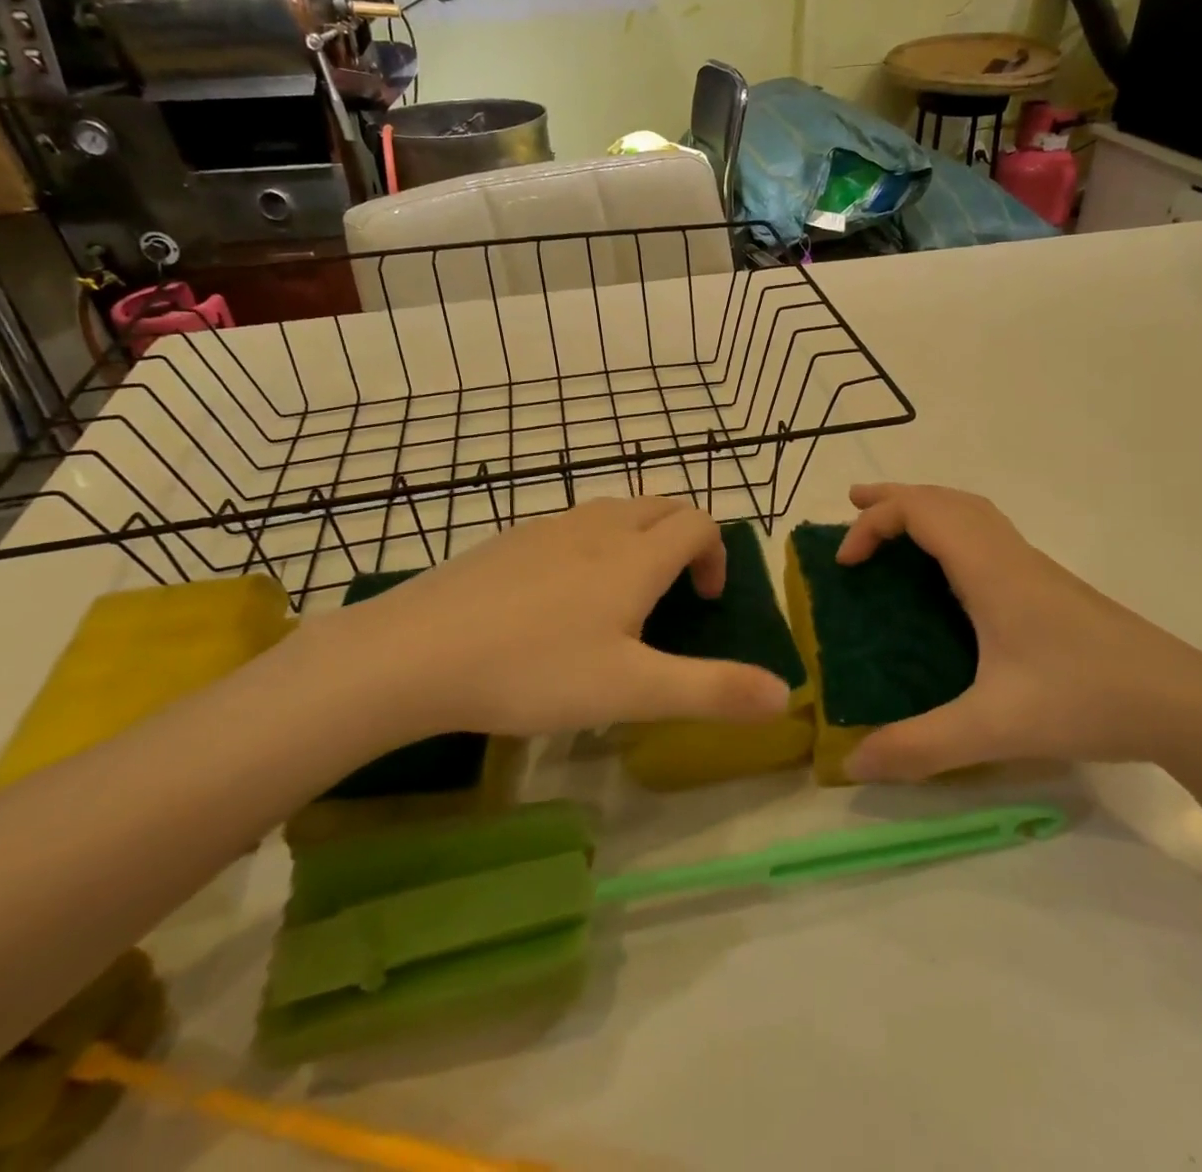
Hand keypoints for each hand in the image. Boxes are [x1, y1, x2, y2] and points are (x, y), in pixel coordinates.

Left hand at [292, 497, 791, 741]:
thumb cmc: (535, 670)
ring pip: (614, 511)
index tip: (706, 601)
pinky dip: (591, 545)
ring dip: (637, 538)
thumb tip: (785, 696)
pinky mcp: (508, 540)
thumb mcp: (632, 691)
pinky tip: (558, 599)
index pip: (698, 522)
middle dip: (683, 537)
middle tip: (674, 592)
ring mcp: (548, 528)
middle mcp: (598, 527)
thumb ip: (712, 691)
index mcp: (635, 557)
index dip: (717, 553)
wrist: (415, 653)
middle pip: (660, 505)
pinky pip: (570, 526)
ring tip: (621, 597)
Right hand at [836, 484, 1201, 781]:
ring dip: (926, 508)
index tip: (845, 565)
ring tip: (893, 526)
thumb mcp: (993, 728)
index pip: (920, 512)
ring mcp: (1034, 568)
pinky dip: (952, 530)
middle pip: (943, 499)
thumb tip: (851, 764)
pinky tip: (950, 572)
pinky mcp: (1050, 587)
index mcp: (990, 569)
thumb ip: (920, 746)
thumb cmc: (1085, 700)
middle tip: (852, 507)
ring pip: (971, 512)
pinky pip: (988, 534)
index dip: (872, 525)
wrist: (1186, 704)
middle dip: (893, 499)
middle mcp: (1009, 555)